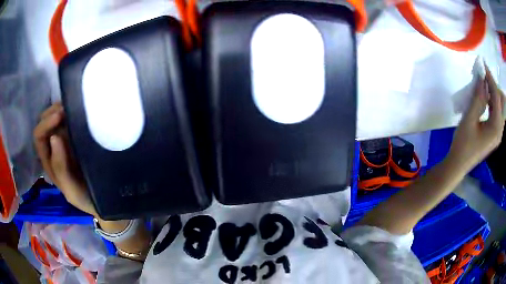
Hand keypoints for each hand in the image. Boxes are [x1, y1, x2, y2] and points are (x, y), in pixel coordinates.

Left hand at [33, 103, 97, 216]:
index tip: (61, 115)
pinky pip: (71, 120)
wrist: (104, 199)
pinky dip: (74, 112)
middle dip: (53, 111)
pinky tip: (83, 111)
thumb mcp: (70, 189)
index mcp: (49, 159)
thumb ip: (60, 168)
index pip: (39, 136)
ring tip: (76, 105)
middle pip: (46, 122)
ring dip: (63, 108)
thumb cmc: (85, 197)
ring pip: (57, 118)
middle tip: (69, 106)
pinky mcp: (78, 137)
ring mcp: (66, 140)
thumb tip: (54, 137)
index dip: (46, 123)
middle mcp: (54, 146)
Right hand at [449, 66, 504, 171]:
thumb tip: (481, 79)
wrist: (458, 164)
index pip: (497, 97)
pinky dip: (493, 102)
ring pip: (501, 107)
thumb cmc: (463, 144)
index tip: (483, 65)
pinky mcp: (495, 133)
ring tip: (483, 87)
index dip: (490, 79)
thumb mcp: (469, 119)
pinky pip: (497, 113)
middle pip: (502, 102)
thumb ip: (477, 98)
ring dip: (494, 94)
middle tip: (484, 78)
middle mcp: (500, 130)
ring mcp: (498, 133)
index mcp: (496, 127)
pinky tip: (485, 99)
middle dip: (495, 87)